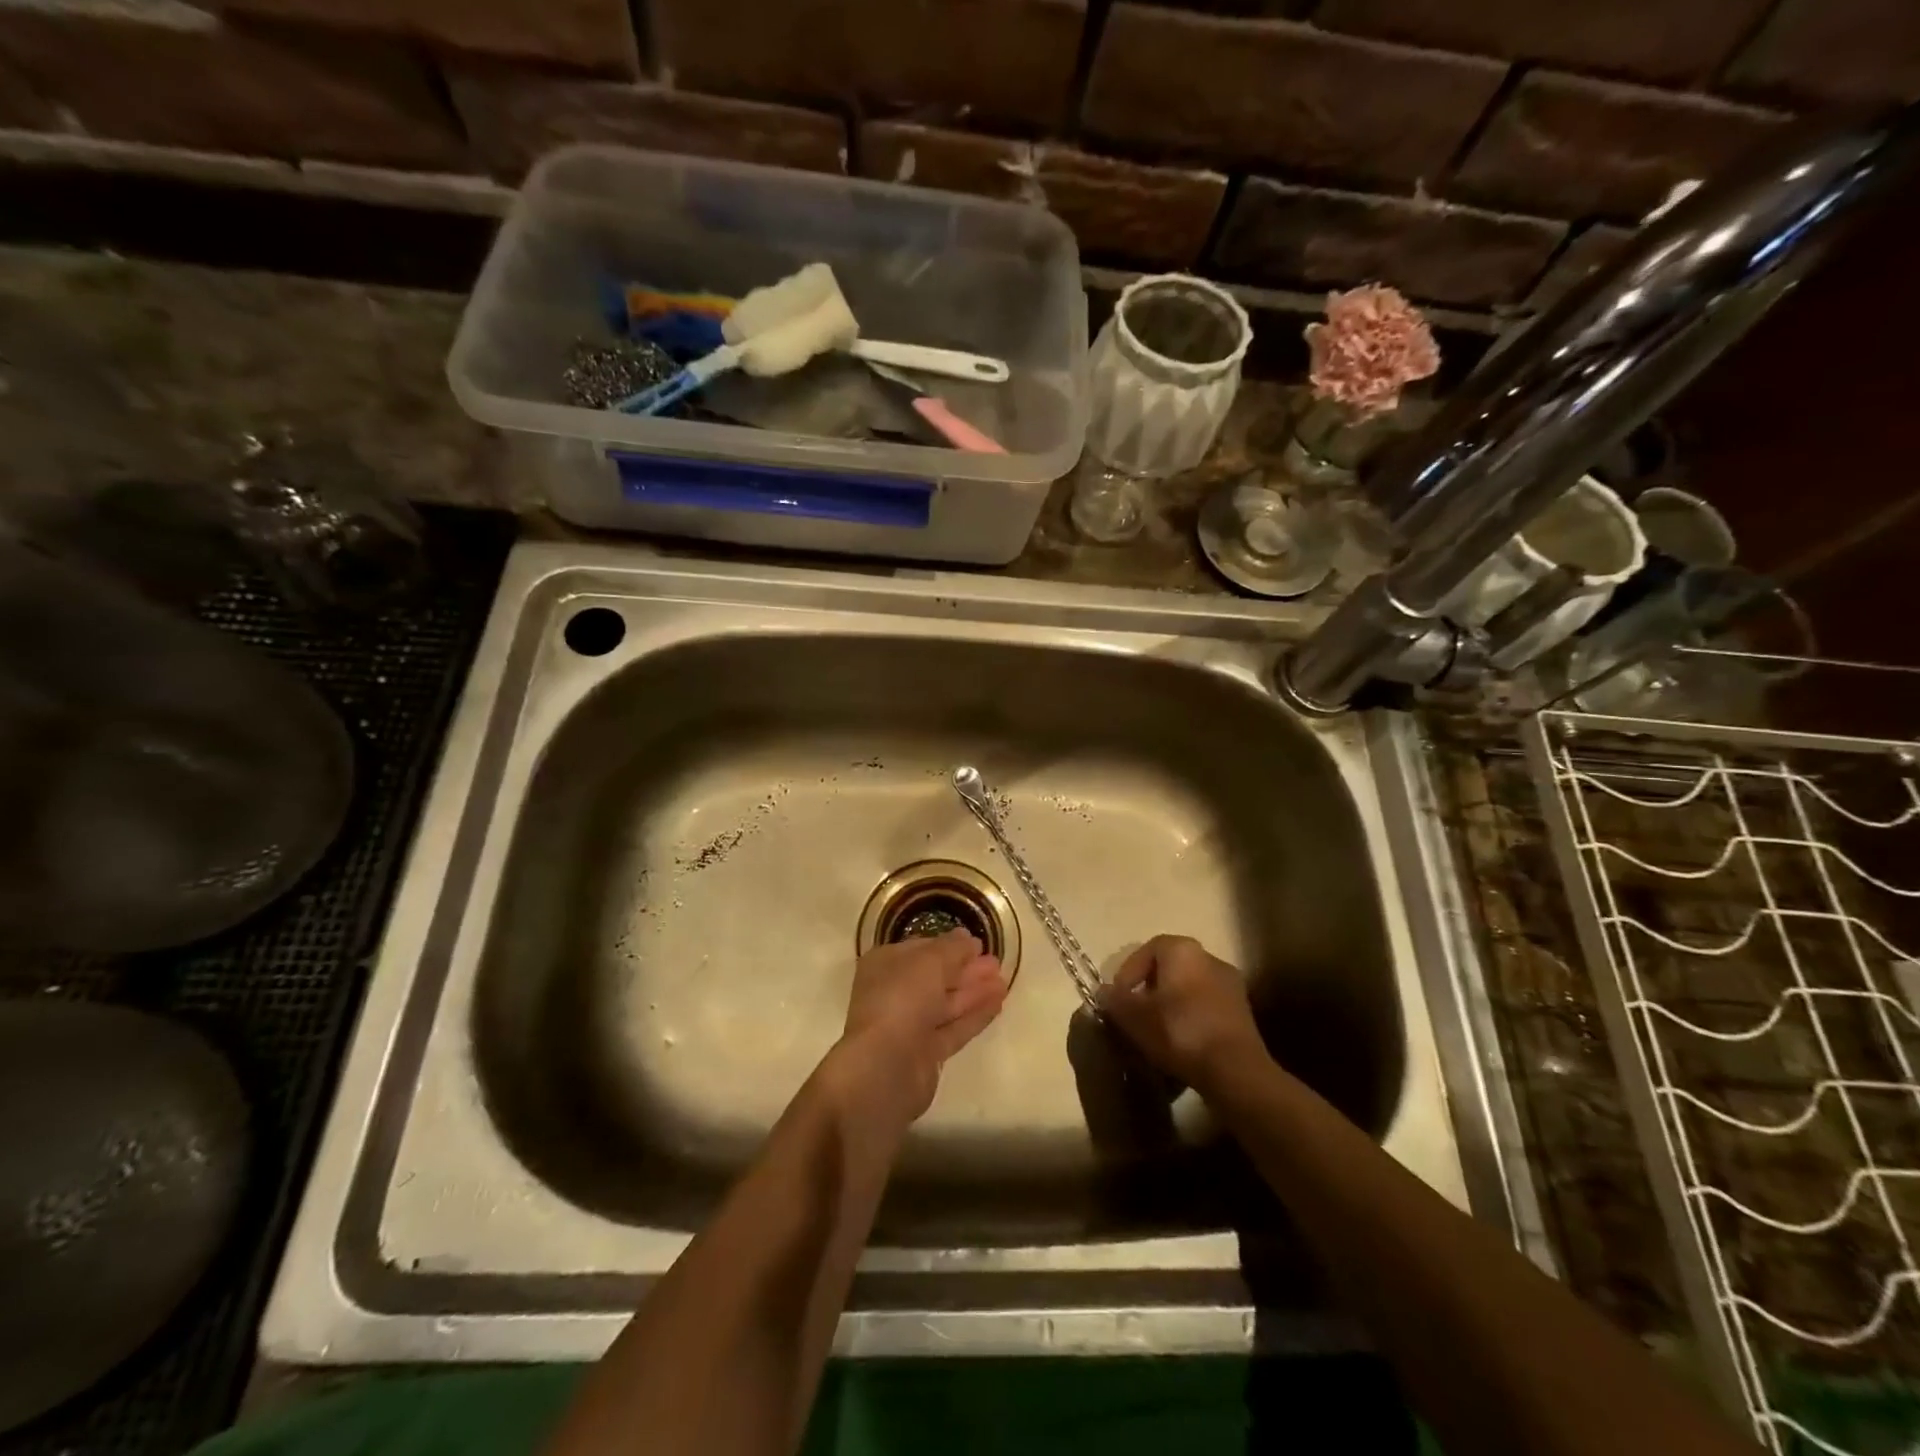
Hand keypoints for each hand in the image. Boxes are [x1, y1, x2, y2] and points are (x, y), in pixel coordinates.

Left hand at [832, 929, 1007, 1125]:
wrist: (885, 1067)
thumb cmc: (902, 999)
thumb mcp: (929, 961)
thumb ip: (952, 948)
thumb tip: (967, 938)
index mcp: (885, 965)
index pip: (921, 950)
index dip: (949, 946)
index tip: (978, 944)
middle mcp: (895, 993)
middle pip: (936, 977)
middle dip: (966, 969)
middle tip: (997, 962)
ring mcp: (910, 1025)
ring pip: (947, 1003)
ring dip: (975, 991)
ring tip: (1005, 981)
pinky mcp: (926, 1052)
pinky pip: (954, 1028)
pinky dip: (975, 1015)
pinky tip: (998, 1003)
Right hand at [1098, 935, 1269, 1094]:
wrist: (1235, 1070)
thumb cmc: (1179, 1031)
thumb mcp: (1134, 1017)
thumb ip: (1115, 1000)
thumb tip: (1104, 991)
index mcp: (1183, 950)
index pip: (1148, 949)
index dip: (1129, 971)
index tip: (1119, 996)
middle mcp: (1210, 958)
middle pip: (1171, 968)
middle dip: (1150, 988)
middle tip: (1136, 1012)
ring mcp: (1231, 985)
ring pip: (1190, 988)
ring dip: (1171, 1005)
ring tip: (1157, 1030)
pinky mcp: (1243, 1013)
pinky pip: (1207, 1007)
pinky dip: (1191, 1019)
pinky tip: (1182, 1043)